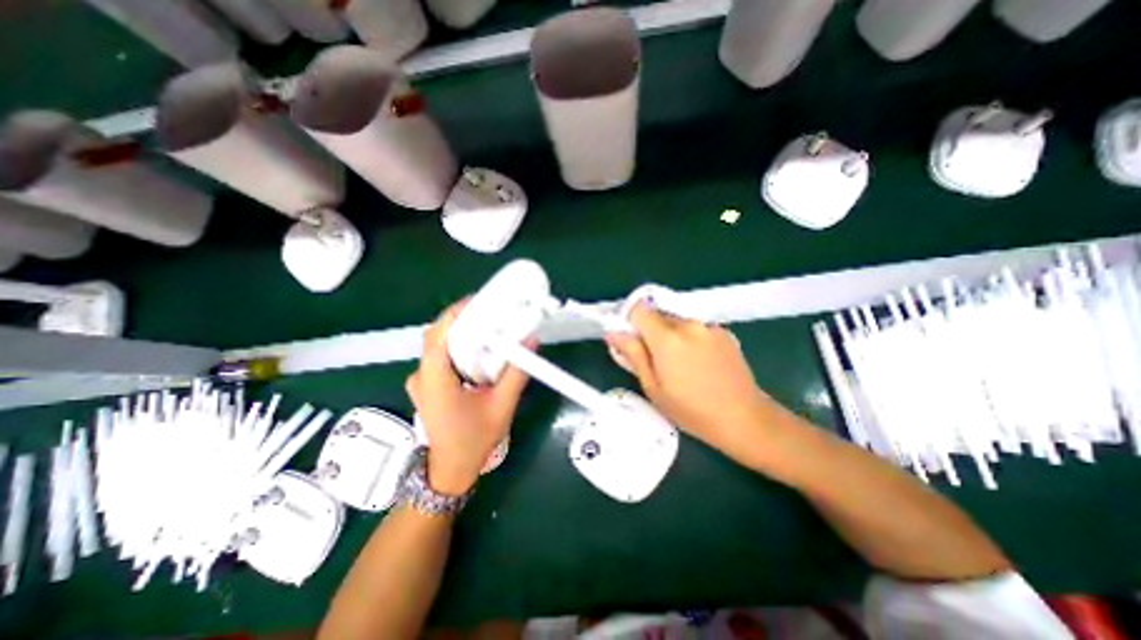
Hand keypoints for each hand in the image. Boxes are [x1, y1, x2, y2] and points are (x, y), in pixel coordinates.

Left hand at [405, 301, 529, 495]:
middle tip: (490, 312)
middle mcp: (422, 376)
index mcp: (435, 381)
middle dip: (462, 319)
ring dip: (461, 331)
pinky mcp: (427, 384)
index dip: (456, 314)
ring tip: (487, 326)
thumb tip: (530, 341)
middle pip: (437, 335)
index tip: (480, 301)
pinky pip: (440, 355)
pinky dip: (458, 345)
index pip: (438, 336)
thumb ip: (516, 373)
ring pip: (438, 344)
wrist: (452, 469)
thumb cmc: (474, 441)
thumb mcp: (502, 406)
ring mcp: (421, 381)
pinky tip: (477, 349)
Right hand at [606, 303, 764, 450]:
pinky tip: (699, 363)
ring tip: (680, 364)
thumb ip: (633, 354)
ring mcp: (709, 326)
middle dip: (651, 331)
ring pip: (677, 320)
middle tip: (655, 359)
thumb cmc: (692, 410)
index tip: (631, 338)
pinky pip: (696, 326)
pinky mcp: (724, 331)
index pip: (639, 309)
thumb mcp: (653, 387)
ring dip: (671, 334)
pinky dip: (690, 337)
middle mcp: (689, 324)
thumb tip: (613, 333)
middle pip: (659, 314)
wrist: (745, 418)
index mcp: (668, 338)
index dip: (631, 320)